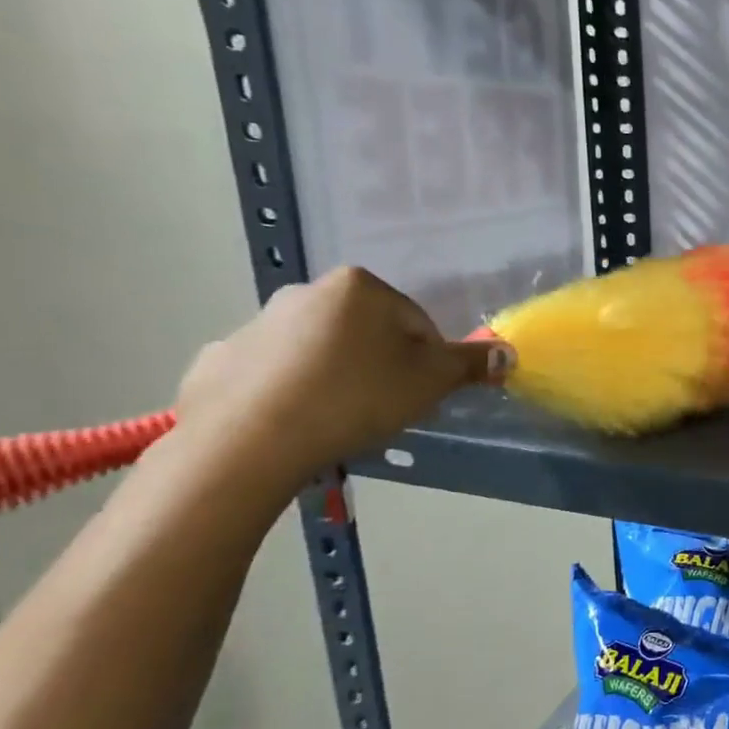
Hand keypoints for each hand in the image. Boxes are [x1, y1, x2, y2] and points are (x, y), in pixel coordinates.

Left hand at [174, 267, 508, 484]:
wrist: (249, 441)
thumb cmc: (355, 398)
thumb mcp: (429, 382)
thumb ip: (469, 364)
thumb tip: (507, 353)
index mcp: (358, 287)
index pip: (417, 322)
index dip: (427, 361)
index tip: (418, 394)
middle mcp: (305, 292)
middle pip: (366, 331)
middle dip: (381, 365)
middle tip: (383, 407)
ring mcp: (256, 324)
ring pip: (319, 351)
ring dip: (336, 376)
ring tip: (338, 420)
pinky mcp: (221, 359)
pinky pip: (272, 374)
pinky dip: (288, 392)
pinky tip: (295, 423)